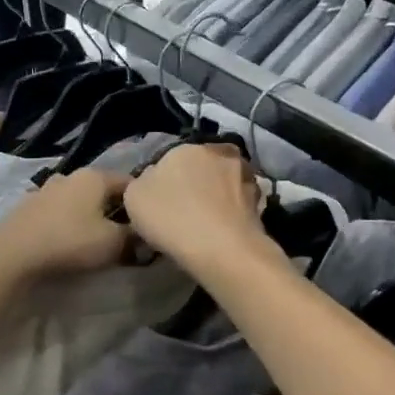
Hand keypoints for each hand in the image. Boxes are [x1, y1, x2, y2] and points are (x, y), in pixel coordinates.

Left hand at [0, 169, 132, 282]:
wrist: (13, 256)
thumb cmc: (70, 242)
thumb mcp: (113, 243)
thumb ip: (134, 237)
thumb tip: (144, 235)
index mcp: (94, 177)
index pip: (129, 183)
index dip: (141, 203)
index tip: (147, 224)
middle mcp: (69, 176)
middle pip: (102, 191)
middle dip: (114, 210)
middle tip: (124, 236)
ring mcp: (44, 190)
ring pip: (78, 201)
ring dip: (88, 216)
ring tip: (93, 240)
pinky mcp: (27, 207)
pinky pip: (57, 212)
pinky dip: (66, 223)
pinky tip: (66, 241)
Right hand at [121, 144, 267, 276]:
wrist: (221, 248)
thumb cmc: (171, 216)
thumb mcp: (134, 196)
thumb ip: (143, 181)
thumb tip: (154, 179)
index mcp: (186, 146)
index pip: (170, 158)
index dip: (164, 180)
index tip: (160, 201)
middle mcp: (219, 152)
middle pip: (201, 167)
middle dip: (195, 183)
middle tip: (184, 210)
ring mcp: (245, 176)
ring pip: (224, 184)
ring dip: (217, 197)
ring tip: (205, 224)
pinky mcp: (261, 202)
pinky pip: (238, 205)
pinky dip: (231, 214)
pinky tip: (221, 232)